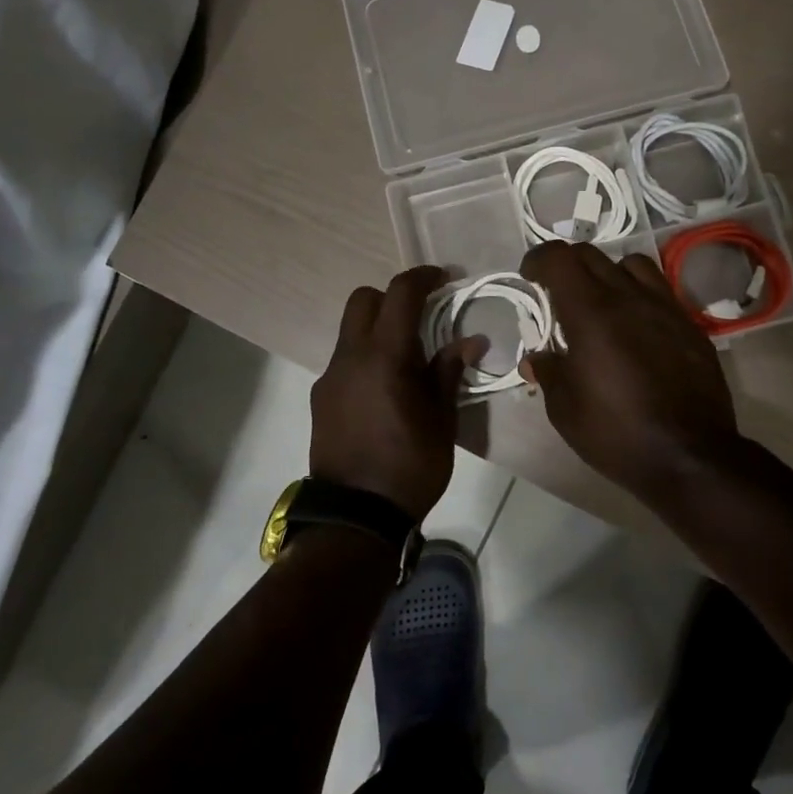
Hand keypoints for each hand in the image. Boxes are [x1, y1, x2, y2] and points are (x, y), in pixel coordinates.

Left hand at [310, 266, 485, 520]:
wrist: (356, 516)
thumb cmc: (410, 465)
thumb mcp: (441, 419)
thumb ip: (449, 371)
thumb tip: (471, 340)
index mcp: (385, 355)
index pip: (400, 293)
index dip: (424, 277)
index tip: (445, 279)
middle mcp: (350, 356)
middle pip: (363, 300)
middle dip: (393, 297)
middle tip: (422, 317)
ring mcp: (330, 377)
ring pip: (350, 330)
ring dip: (377, 329)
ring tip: (406, 360)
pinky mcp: (321, 398)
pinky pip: (344, 360)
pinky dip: (365, 358)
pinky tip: (384, 390)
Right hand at [520, 242, 744, 506]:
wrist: (690, 456)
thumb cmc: (617, 433)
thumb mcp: (565, 409)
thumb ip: (548, 372)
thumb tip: (536, 358)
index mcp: (591, 313)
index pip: (559, 258)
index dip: (538, 259)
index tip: (529, 276)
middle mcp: (629, 298)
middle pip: (592, 255)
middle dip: (567, 265)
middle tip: (557, 292)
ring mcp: (665, 308)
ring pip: (632, 264)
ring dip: (608, 273)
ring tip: (601, 302)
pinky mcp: (689, 325)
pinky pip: (660, 291)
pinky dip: (639, 294)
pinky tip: (635, 326)